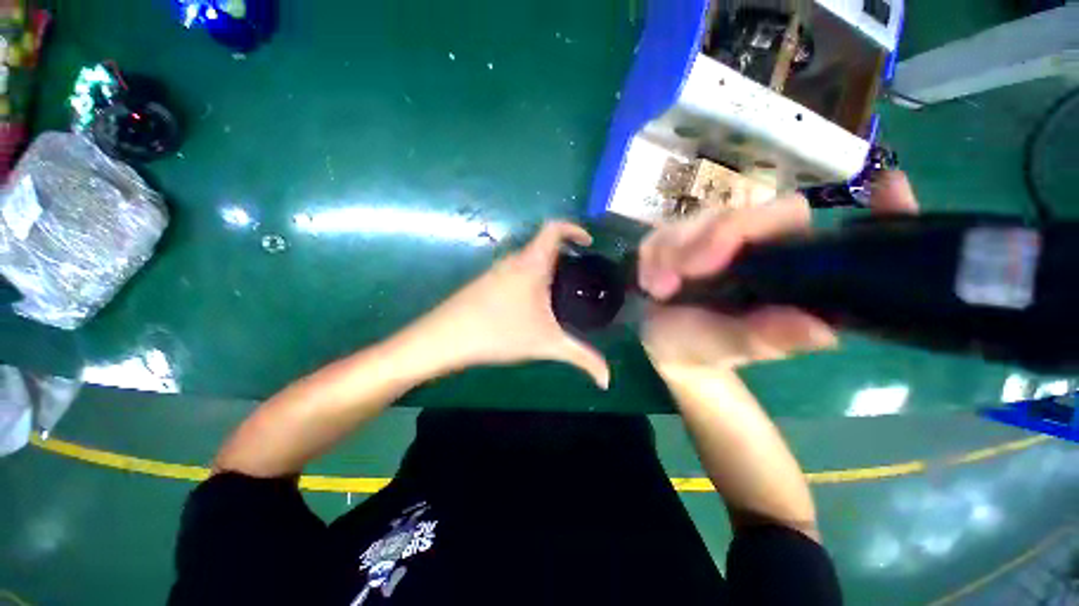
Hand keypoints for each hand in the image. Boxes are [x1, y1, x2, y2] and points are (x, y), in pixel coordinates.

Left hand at [406, 221, 610, 388]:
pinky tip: (532, 301)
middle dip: (564, 252)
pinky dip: (530, 276)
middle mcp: (513, 260)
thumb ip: (580, 358)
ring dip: (546, 265)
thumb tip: (607, 381)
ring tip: (561, 287)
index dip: (574, 228)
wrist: (445, 338)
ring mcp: (495, 270)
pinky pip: (515, 270)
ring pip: (527, 258)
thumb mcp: (546, 344)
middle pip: (542, 243)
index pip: (554, 228)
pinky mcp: (484, 282)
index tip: (588, 242)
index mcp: (531, 264)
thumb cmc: (499, 333)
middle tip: (581, 272)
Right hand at [638, 170, 918, 371]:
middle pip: (754, 216)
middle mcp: (764, 249)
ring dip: (671, 251)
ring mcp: (720, 240)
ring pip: (701, 220)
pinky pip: (666, 230)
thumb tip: (819, 330)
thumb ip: (761, 339)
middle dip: (712, 240)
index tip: (891, 187)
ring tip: (657, 289)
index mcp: (793, 277)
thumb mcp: (725, 350)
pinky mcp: (685, 238)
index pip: (842, 241)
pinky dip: (652, 254)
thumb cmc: (700, 349)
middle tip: (681, 276)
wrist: (666, 343)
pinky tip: (649, 280)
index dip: (880, 213)